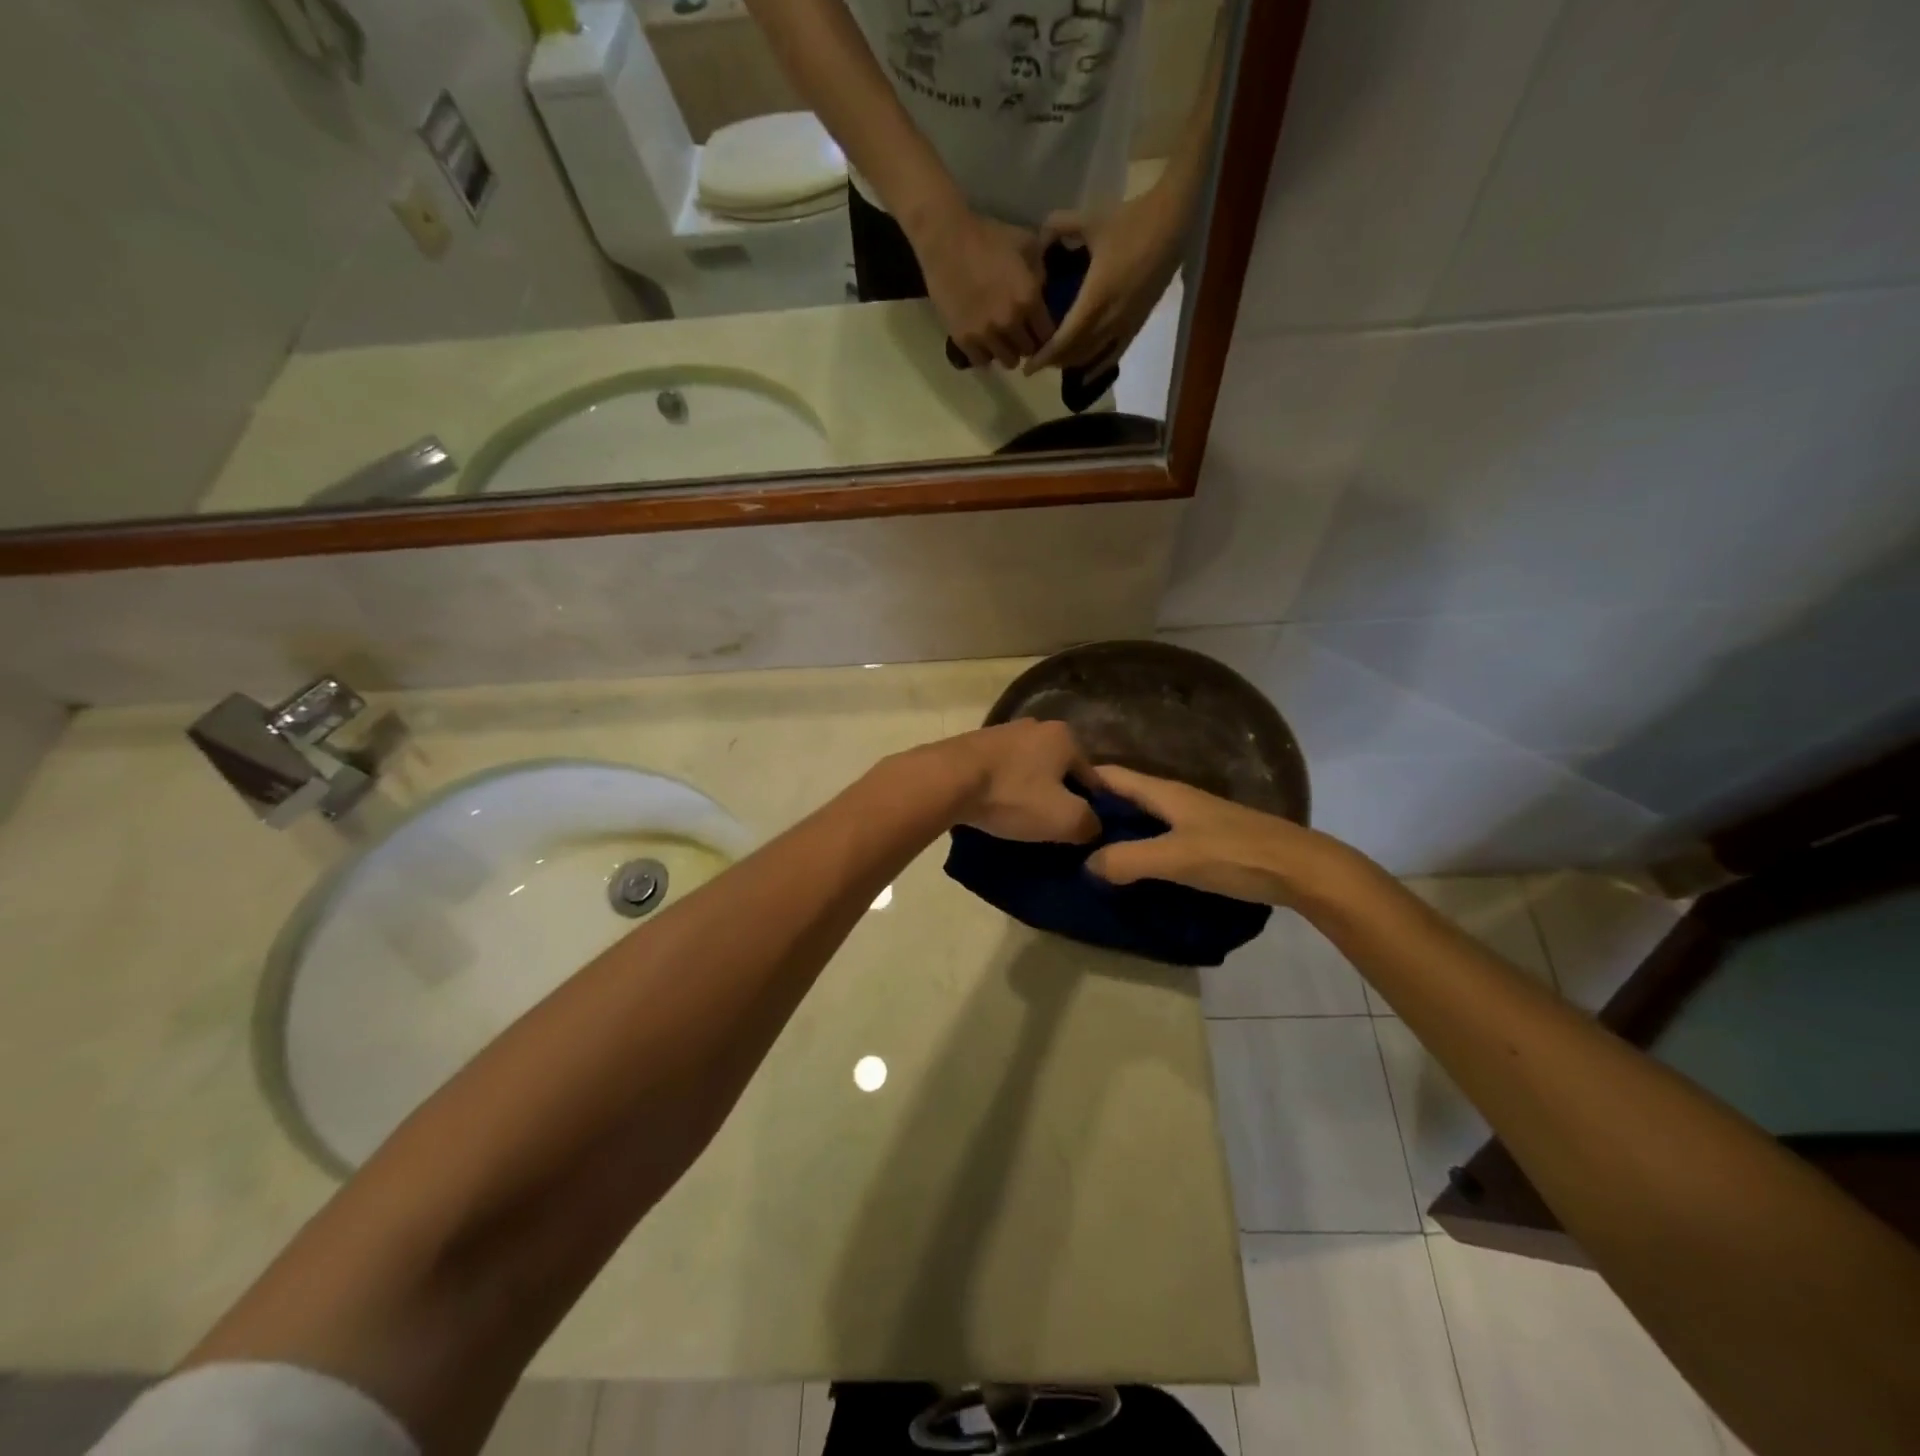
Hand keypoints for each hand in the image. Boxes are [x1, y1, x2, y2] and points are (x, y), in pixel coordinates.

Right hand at [911, 206, 1054, 368]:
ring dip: (1008, 351)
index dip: (1044, 332)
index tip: (1038, 327)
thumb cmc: (988, 236)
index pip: (1048, 334)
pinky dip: (986, 355)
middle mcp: (1010, 322)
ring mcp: (986, 334)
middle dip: (1027, 342)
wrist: (945, 239)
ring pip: (1008, 361)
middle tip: (1020, 333)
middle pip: (1028, 351)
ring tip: (1002, 339)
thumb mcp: (1026, 243)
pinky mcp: (964, 340)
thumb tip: (1043, 292)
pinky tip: (984, 342)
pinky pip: (982, 362)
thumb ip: (1040, 272)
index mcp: (1029, 299)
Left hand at [928, 720, 1100, 842]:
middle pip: (1058, 770)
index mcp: (1065, 737)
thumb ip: (1090, 824)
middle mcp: (1037, 726)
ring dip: (1028, 791)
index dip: (1091, 807)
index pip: (1091, 777)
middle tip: (1051, 827)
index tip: (1080, 830)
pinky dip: (1003, 787)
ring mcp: (1003, 732)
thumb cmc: (1013, 795)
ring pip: (1028, 769)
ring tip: (1020, 819)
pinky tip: (996, 805)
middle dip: (1058, 796)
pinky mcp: (975, 743)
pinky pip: (1001, 770)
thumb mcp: (1064, 819)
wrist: (947, 779)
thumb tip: (1093, 827)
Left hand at [1025, 186, 1186, 377]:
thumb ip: (1059, 226)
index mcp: (1095, 299)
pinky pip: (1113, 355)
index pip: (1064, 341)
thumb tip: (1038, 238)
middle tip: (1037, 361)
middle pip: (1075, 354)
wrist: (1173, 223)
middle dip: (1054, 361)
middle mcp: (1110, 320)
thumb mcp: (1091, 220)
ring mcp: (1125, 325)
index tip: (1028, 368)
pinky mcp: (1138, 324)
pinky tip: (1086, 368)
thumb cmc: (1131, 221)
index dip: (1045, 358)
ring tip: (1056, 361)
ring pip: (1092, 357)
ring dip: (1072, 362)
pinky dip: (1096, 364)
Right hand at [1084, 765, 1351, 906]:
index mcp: (1165, 792)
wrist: (1301, 869)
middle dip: (1094, 806)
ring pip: (1144, 816)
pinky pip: (1161, 834)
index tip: (1048, 789)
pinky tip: (1132, 863)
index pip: (1113, 775)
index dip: (1081, 777)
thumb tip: (1087, 864)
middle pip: (1126, 795)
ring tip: (1087, 848)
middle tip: (1060, 826)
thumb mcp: (1176, 858)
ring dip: (1117, 827)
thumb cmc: (1235, 854)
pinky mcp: (1208, 838)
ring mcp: (1195, 818)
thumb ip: (1128, 860)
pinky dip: (1140, 842)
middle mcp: (1176, 798)